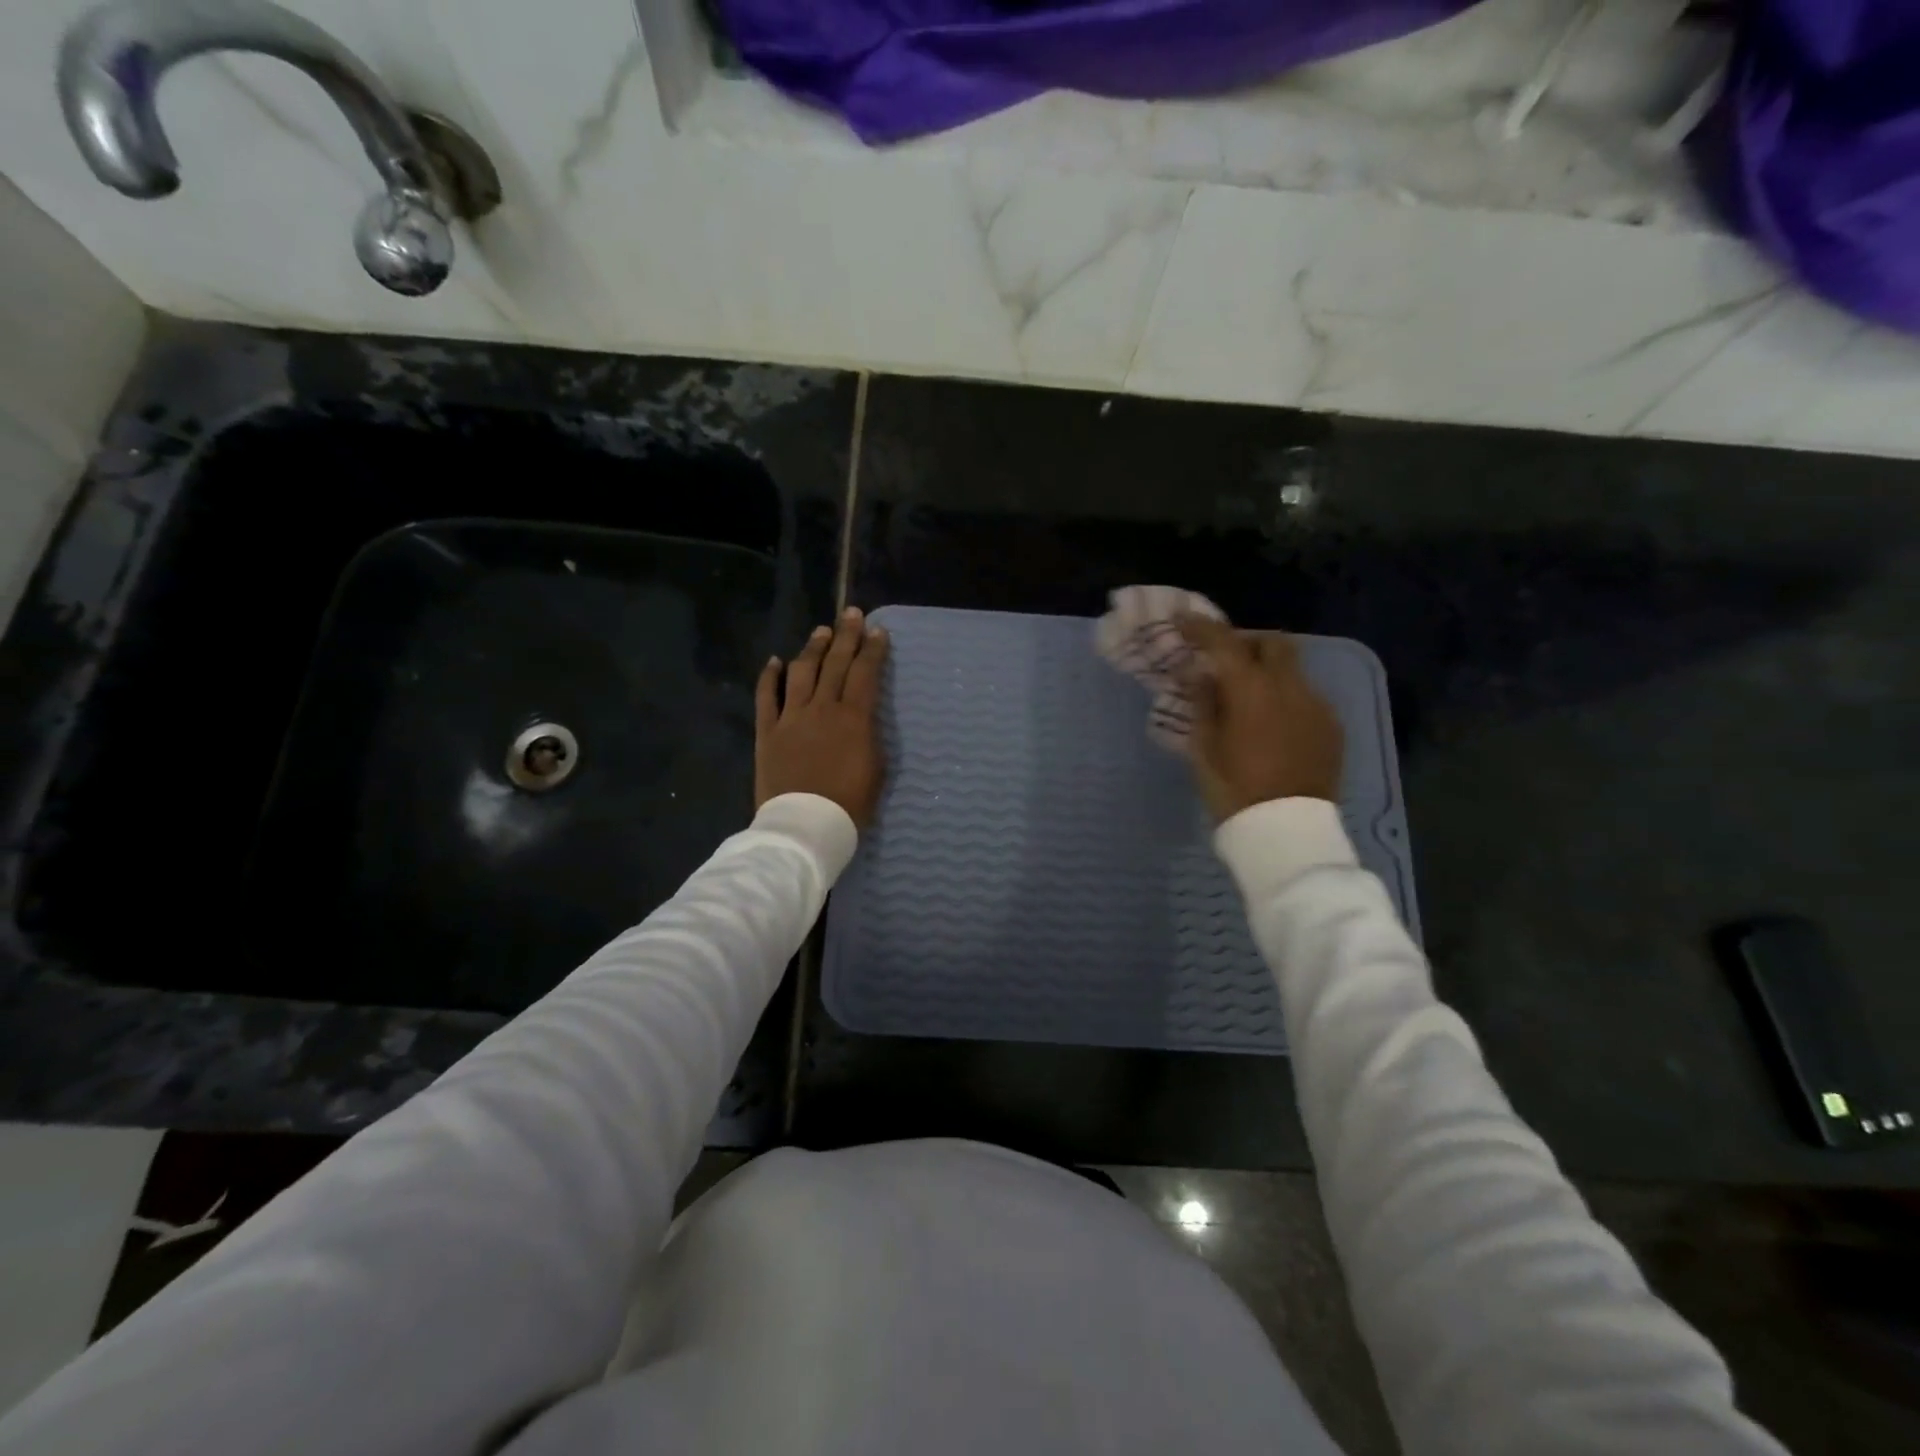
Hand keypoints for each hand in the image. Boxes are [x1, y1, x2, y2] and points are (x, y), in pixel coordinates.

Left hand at [755, 607, 889, 826]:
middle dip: (846, 635)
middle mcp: (822, 708)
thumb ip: (870, 737)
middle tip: (851, 614)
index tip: (878, 630)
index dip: (872, 649)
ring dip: (812, 648)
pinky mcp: (767, 732)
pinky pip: (766, 697)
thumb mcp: (877, 770)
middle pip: (835, 663)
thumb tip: (864, 719)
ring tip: (821, 632)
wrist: (806, 825)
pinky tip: (774, 661)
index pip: (865, 673)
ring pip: (801, 672)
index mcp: (853, 718)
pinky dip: (769, 677)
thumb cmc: (850, 804)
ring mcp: (791, 717)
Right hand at [1175, 614, 1343, 821]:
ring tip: (1247, 697)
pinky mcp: (1332, 727)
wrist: (1287, 832)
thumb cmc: (1234, 790)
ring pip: (1292, 670)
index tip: (1182, 620)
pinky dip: (1285, 697)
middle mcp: (1291, 687)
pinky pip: (1306, 696)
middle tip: (1223, 660)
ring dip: (1267, 672)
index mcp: (1253, 690)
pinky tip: (1272, 724)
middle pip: (1273, 643)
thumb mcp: (1204, 748)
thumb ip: (1203, 702)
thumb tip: (1200, 673)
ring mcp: (1318, 706)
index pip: (1224, 642)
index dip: (1201, 626)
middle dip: (1246, 643)